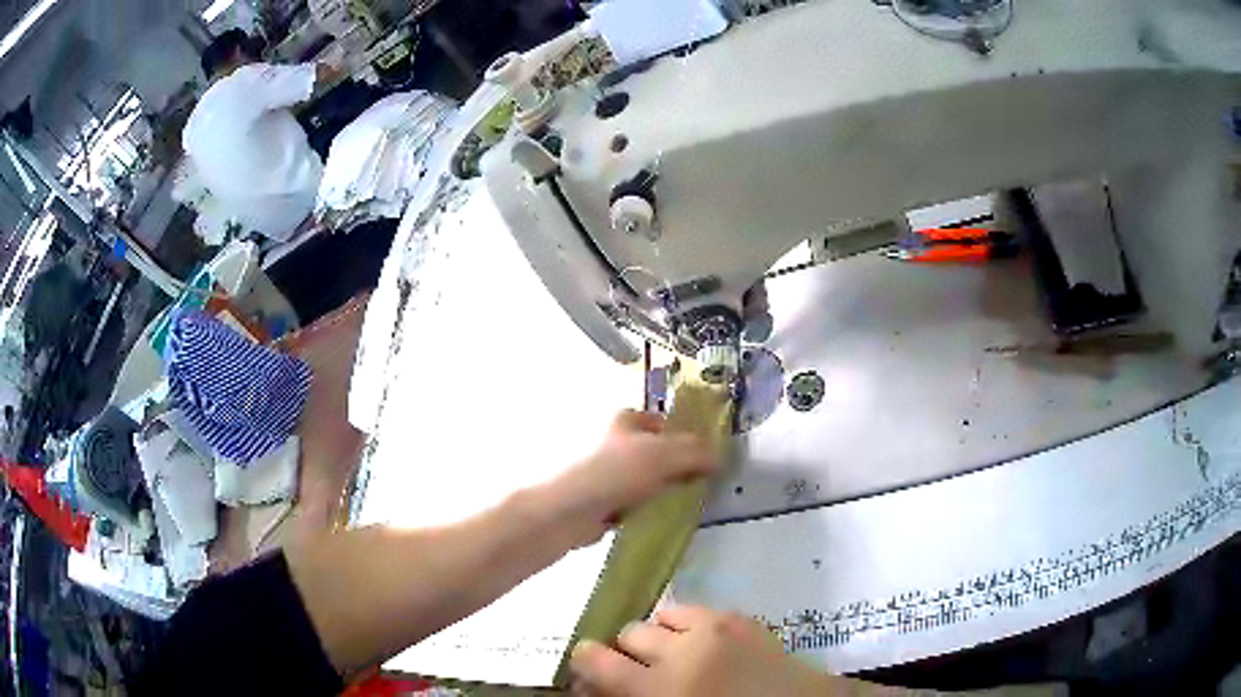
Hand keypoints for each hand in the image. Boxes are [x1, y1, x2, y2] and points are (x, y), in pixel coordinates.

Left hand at [543, 410, 716, 548]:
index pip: (657, 419)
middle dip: (675, 464)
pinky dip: (648, 508)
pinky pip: (635, 502)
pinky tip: (663, 517)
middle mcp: (614, 443)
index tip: (701, 451)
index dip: (679, 431)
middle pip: (654, 450)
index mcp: (625, 422)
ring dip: (662, 489)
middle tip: (700, 478)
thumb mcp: (664, 455)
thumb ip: (695, 452)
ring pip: (645, 478)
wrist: (572, 511)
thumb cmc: (616, 473)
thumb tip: (720, 458)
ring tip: (687, 501)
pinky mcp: (604, 502)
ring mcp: (607, 474)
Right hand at [571, 606, 832, 696]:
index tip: (585, 667)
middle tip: (639, 670)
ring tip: (673, 654)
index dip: (583, 661)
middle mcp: (682, 650)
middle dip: (627, 651)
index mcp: (661, 687)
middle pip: (630, 632)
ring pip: (663, 614)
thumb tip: (597, 685)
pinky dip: (690, 625)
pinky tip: (703, 645)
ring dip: (660, 634)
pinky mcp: (743, 618)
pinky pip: (698, 611)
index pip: (596, 661)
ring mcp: (717, 628)